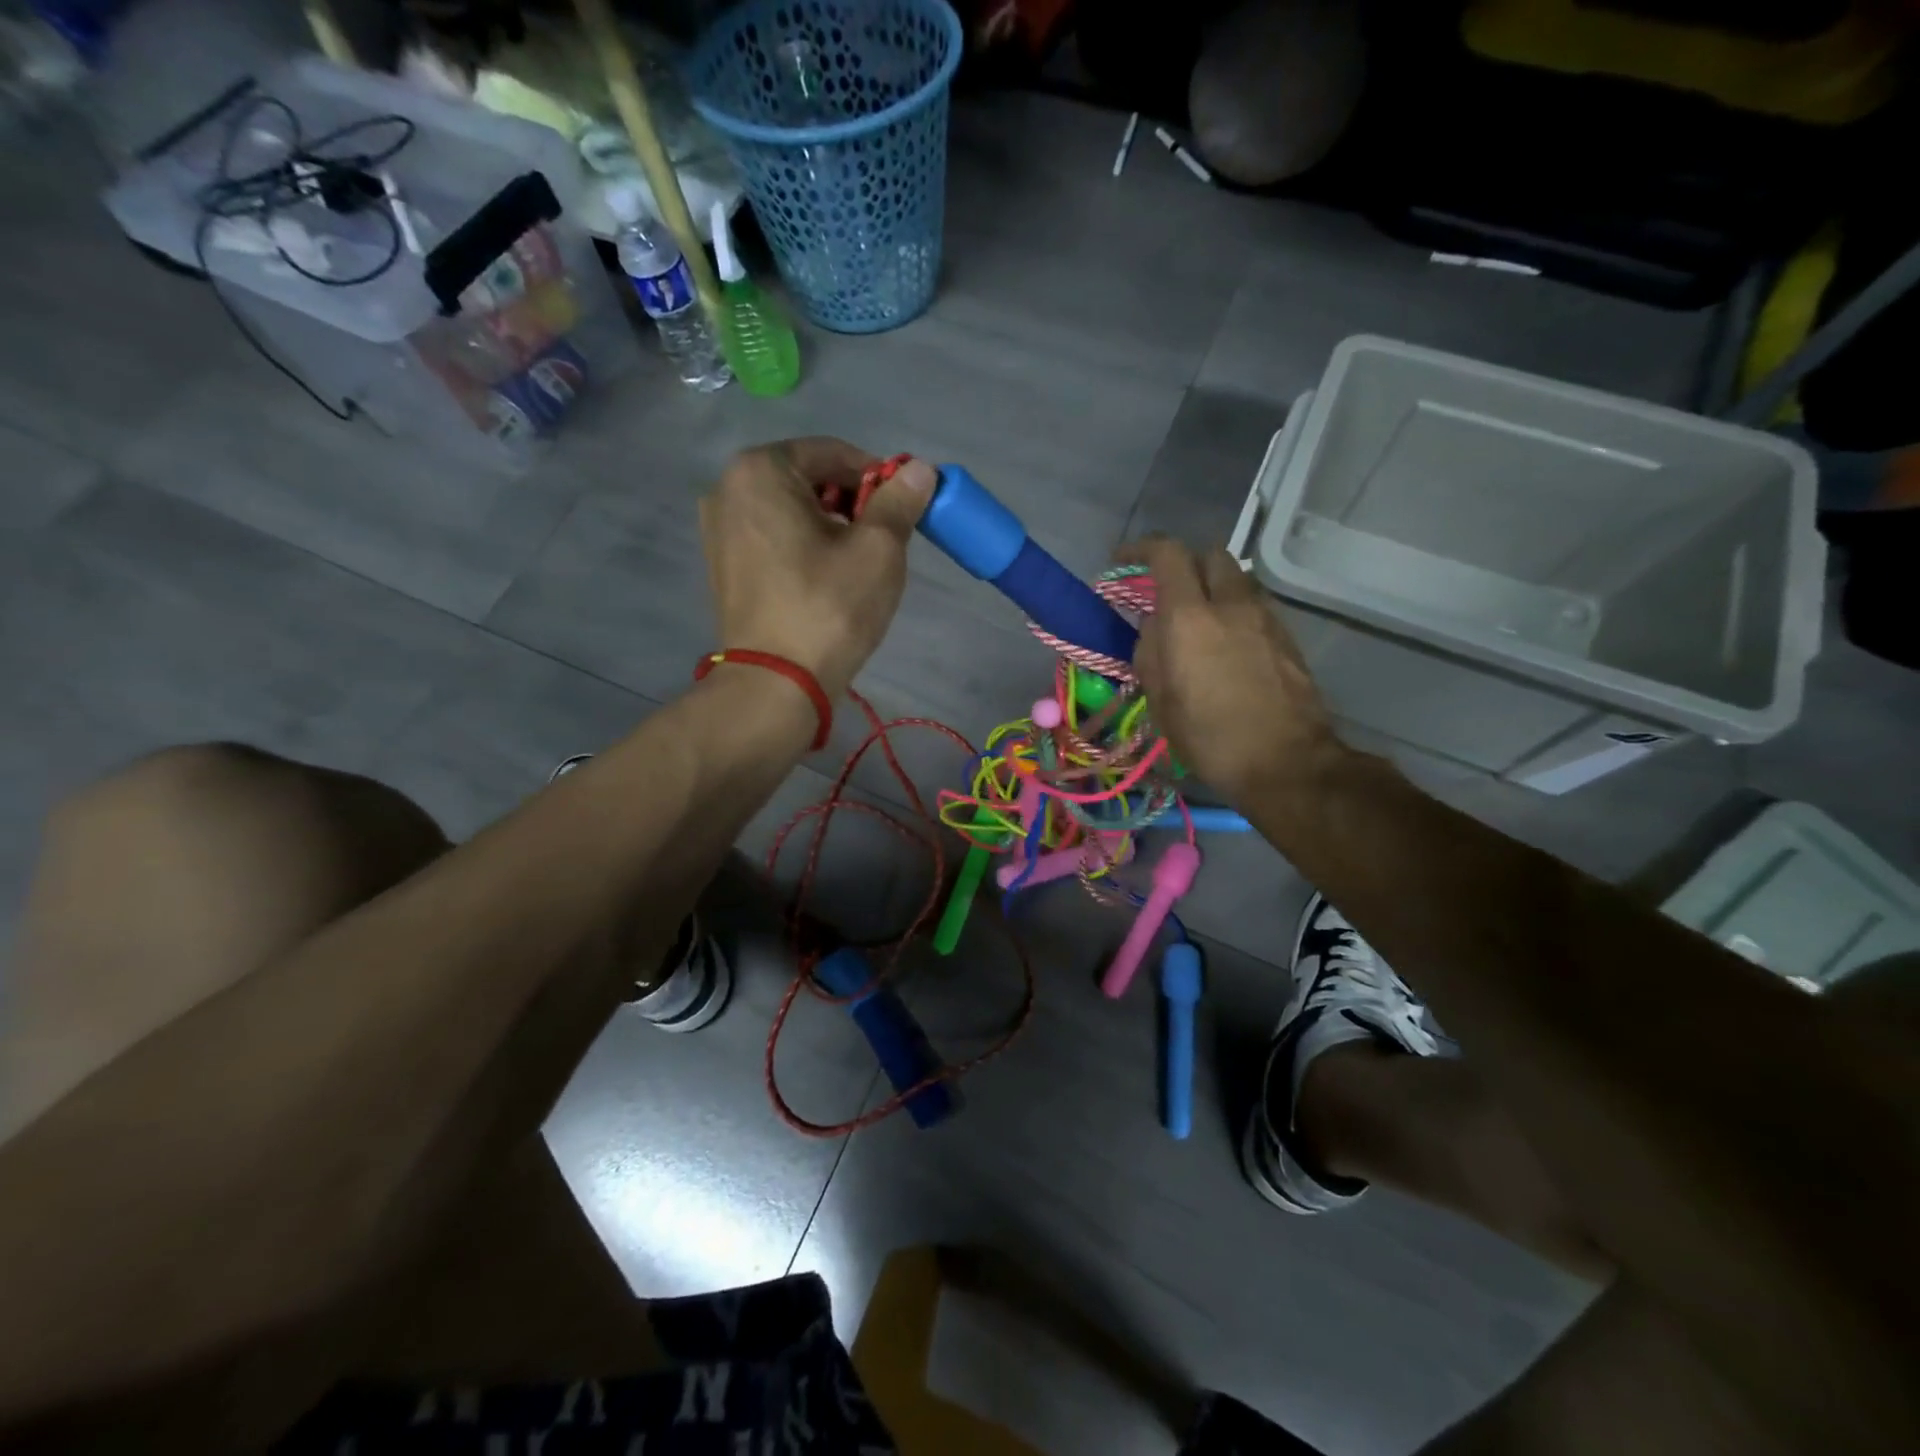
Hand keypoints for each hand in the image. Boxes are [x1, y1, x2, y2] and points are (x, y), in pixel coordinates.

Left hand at [699, 439, 935, 698]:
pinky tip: (824, 582)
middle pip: (808, 479)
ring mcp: (718, 530)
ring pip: (790, 511)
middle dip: (852, 503)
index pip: (834, 453)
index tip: (904, 510)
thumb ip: (899, 501)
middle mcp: (728, 489)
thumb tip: (920, 470)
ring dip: (829, 526)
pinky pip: (773, 539)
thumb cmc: (829, 609)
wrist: (775, 685)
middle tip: (883, 541)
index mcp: (761, 470)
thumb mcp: (878, 550)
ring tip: (856, 566)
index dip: (877, 477)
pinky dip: (803, 547)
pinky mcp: (722, 566)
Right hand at [1124, 537, 1348, 802]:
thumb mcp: (1160, 701)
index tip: (1123, 561)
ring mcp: (1266, 618)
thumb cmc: (1210, 738)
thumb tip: (1154, 625)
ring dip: (1213, 587)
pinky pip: (1255, 605)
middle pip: (1210, 554)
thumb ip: (1150, 652)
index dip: (1141, 549)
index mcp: (1190, 618)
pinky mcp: (1288, 637)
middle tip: (1166, 592)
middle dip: (1185, 564)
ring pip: (1237, 579)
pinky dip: (1235, 610)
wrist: (1287, 763)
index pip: (1167, 554)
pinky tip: (1227, 644)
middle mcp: (1231, 605)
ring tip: (1199, 620)